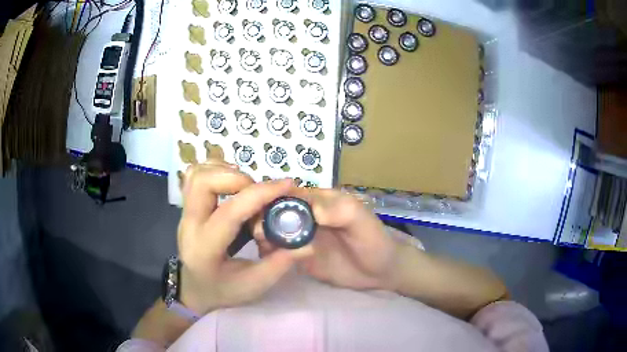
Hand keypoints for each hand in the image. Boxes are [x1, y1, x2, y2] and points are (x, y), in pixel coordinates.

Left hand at [177, 162, 310, 314]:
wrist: (194, 289)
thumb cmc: (223, 290)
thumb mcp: (255, 285)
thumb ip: (281, 263)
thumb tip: (308, 241)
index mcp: (206, 248)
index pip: (230, 212)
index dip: (261, 194)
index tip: (288, 185)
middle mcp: (190, 225)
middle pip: (203, 182)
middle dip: (236, 178)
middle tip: (258, 190)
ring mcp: (184, 213)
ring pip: (196, 174)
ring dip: (225, 171)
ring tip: (246, 186)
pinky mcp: (186, 206)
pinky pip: (194, 176)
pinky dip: (215, 171)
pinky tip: (232, 184)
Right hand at [253, 188, 401, 290]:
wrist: (379, 272)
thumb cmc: (374, 241)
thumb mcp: (362, 221)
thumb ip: (340, 211)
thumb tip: (310, 210)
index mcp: (319, 201)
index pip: (289, 194)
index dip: (273, 199)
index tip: (260, 211)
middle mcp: (305, 217)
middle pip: (275, 212)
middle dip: (263, 219)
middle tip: (260, 234)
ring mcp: (300, 237)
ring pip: (273, 231)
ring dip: (264, 236)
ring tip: (264, 248)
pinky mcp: (298, 256)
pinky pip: (279, 251)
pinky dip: (269, 253)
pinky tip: (268, 260)